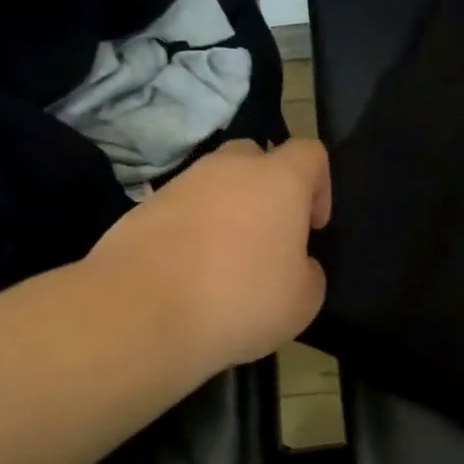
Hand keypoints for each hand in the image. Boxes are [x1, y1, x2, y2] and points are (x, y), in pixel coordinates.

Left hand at [90, 138, 331, 372]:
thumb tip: (296, 265)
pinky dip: (192, 232)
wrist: (142, 310)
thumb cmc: (240, 299)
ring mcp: (182, 184)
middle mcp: (229, 169)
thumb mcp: (303, 300)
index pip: (310, 153)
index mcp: (278, 180)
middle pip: (257, 158)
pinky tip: (190, 273)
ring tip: (226, 262)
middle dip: (268, 189)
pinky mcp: (145, 207)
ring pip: (215, 184)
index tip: (314, 226)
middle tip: (270, 237)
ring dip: (227, 211)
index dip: (321, 185)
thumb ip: (309, 272)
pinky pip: (182, 210)